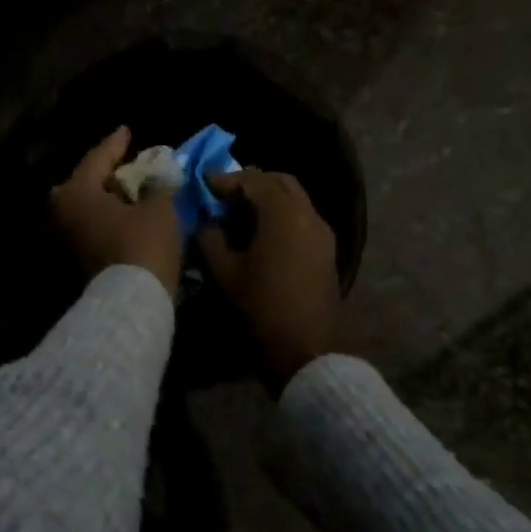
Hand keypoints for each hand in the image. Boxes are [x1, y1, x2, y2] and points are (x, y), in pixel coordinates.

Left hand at [50, 127, 182, 293]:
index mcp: (77, 190)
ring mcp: (64, 238)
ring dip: (108, 198)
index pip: (98, 157)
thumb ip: (158, 186)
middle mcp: (62, 211)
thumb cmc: (142, 244)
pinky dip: (107, 217)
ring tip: (132, 190)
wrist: (129, 305)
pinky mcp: (74, 260)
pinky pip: (91, 226)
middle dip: (107, 173)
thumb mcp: (159, 208)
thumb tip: (159, 177)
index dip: (116, 143)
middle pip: (86, 183)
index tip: (127, 130)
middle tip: (127, 163)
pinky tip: (127, 215)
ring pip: (87, 207)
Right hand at [197, 168, 339, 388]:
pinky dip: (281, 214)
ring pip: (294, 198)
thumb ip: (210, 239)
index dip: (226, 179)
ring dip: (268, 198)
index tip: (204, 184)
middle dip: (251, 183)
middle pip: (279, 182)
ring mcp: (322, 232)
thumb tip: (206, 222)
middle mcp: (307, 214)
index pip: (253, 181)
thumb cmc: (262, 309)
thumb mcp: (225, 273)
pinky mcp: (326, 250)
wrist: (309, 351)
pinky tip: (260, 233)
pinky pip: (302, 216)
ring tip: (239, 214)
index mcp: (282, 215)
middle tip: (224, 195)